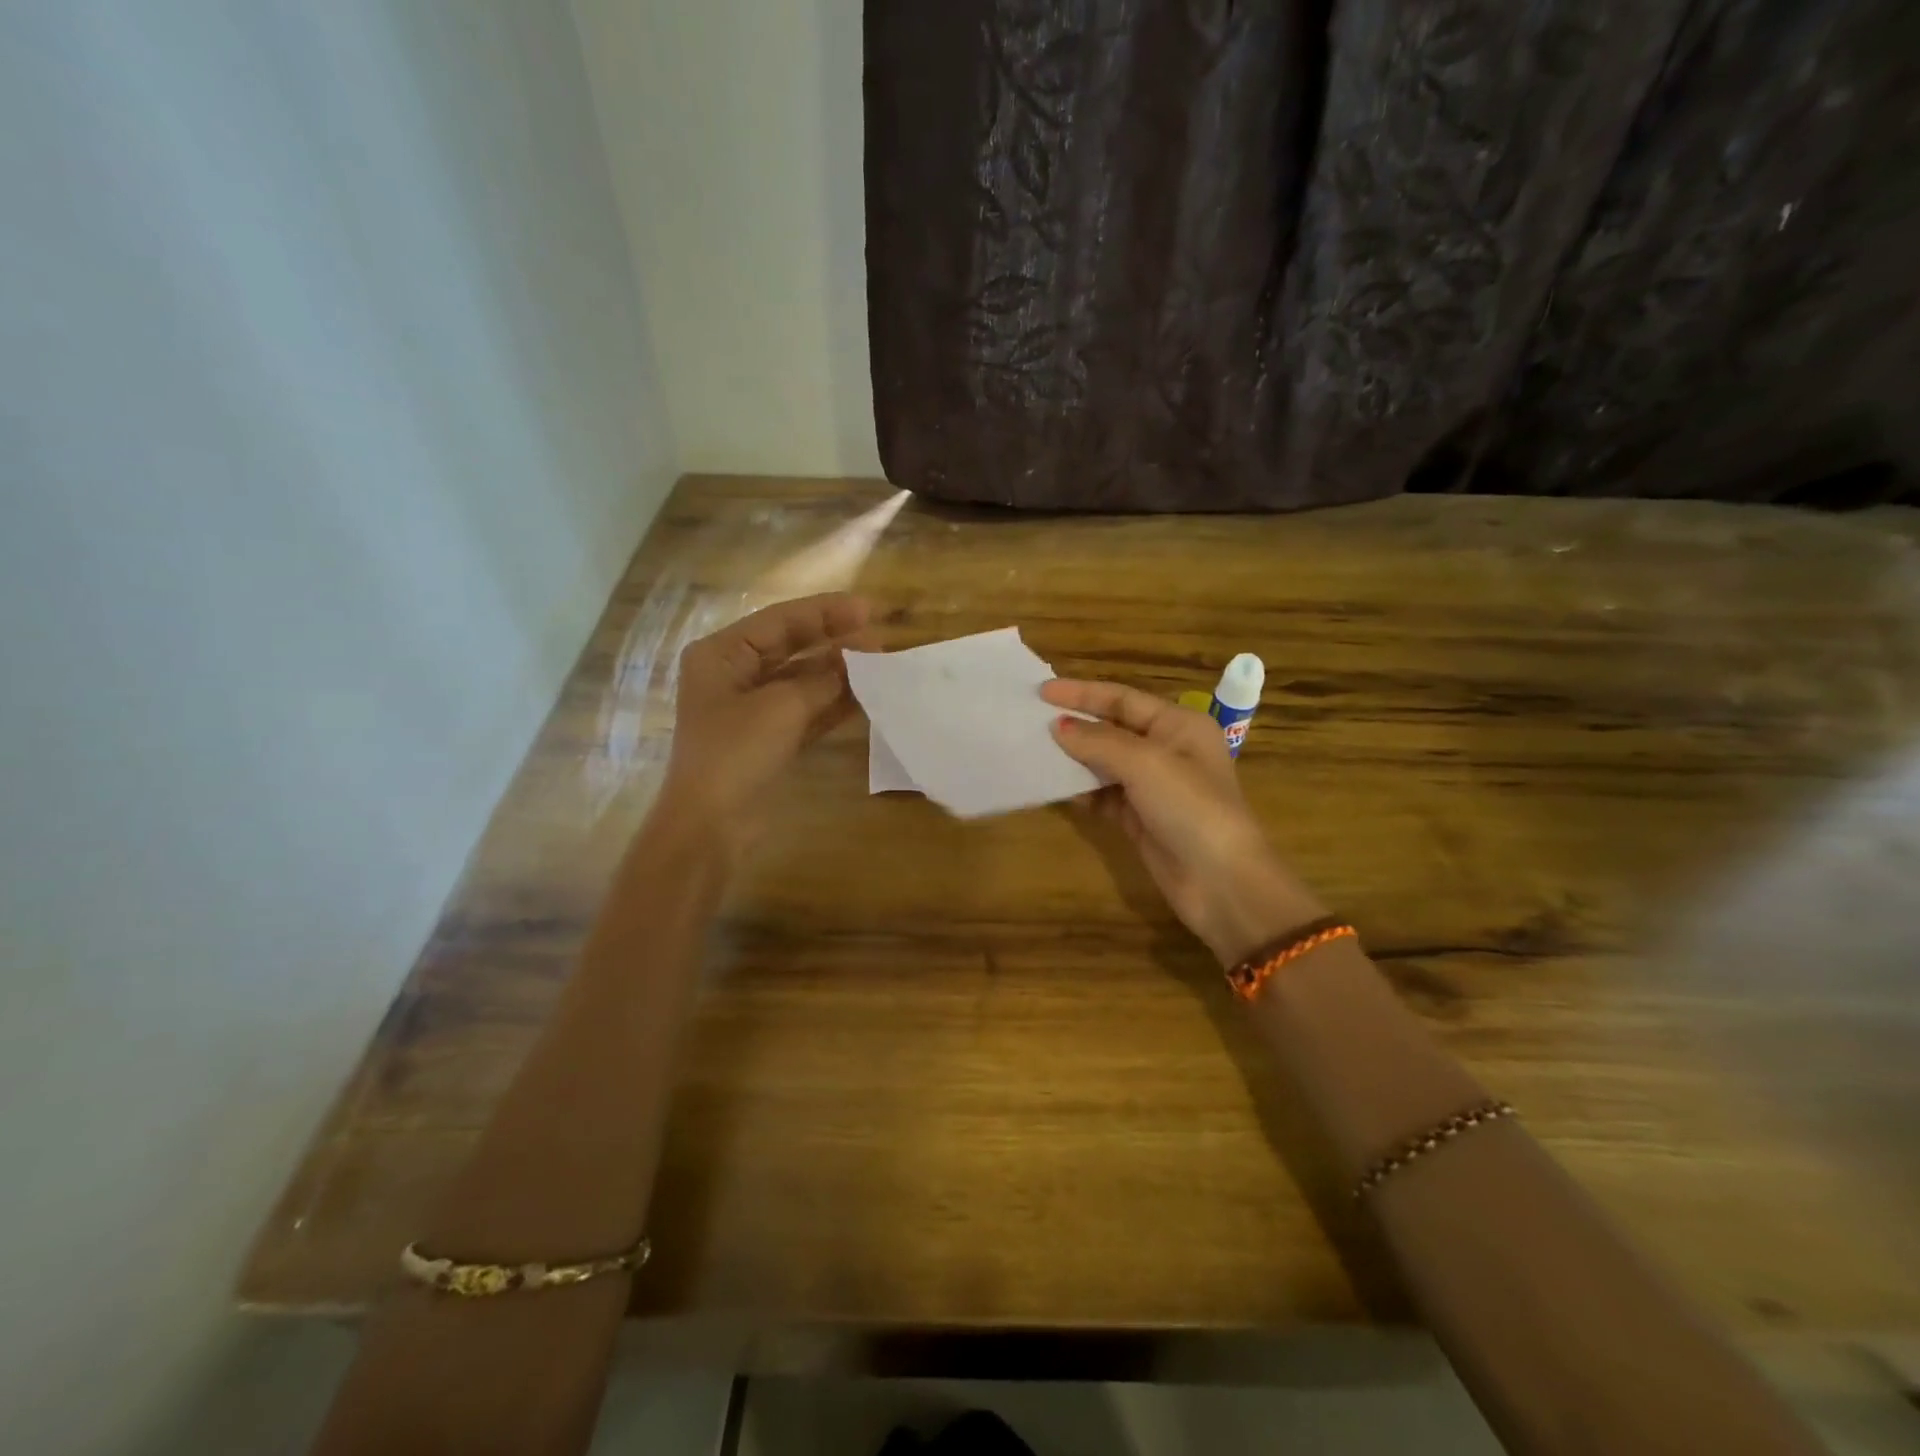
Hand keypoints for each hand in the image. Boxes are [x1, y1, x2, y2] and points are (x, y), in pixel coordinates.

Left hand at [658, 592, 870, 858]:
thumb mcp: (782, 708)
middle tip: (881, 637)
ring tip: (882, 664)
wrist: (711, 825)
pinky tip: (867, 696)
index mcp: (722, 654)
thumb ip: (824, 678)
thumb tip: (860, 657)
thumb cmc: (735, 753)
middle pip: (792, 647)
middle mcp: (735, 674)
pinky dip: (834, 703)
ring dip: (840, 673)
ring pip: (803, 680)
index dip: (827, 612)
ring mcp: (752, 709)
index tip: (870, 610)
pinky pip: (807, 710)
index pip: (781, 621)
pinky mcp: (769, 738)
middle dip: (835, 642)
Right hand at [1042, 679, 1326, 966]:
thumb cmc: (1191, 809)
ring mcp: (1154, 787)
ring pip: (1105, 763)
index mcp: (1179, 725)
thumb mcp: (1145, 764)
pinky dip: (1082, 791)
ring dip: (1074, 758)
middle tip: (1031, 721)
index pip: (1123, 699)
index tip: (1042, 691)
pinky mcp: (1141, 818)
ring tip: (1035, 752)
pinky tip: (1056, 788)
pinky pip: (1104, 795)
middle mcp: (1168, 750)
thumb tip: (1058, 727)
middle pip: (1112, 728)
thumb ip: (1099, 741)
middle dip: (1075, 725)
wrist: (1221, 883)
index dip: (1082, 693)